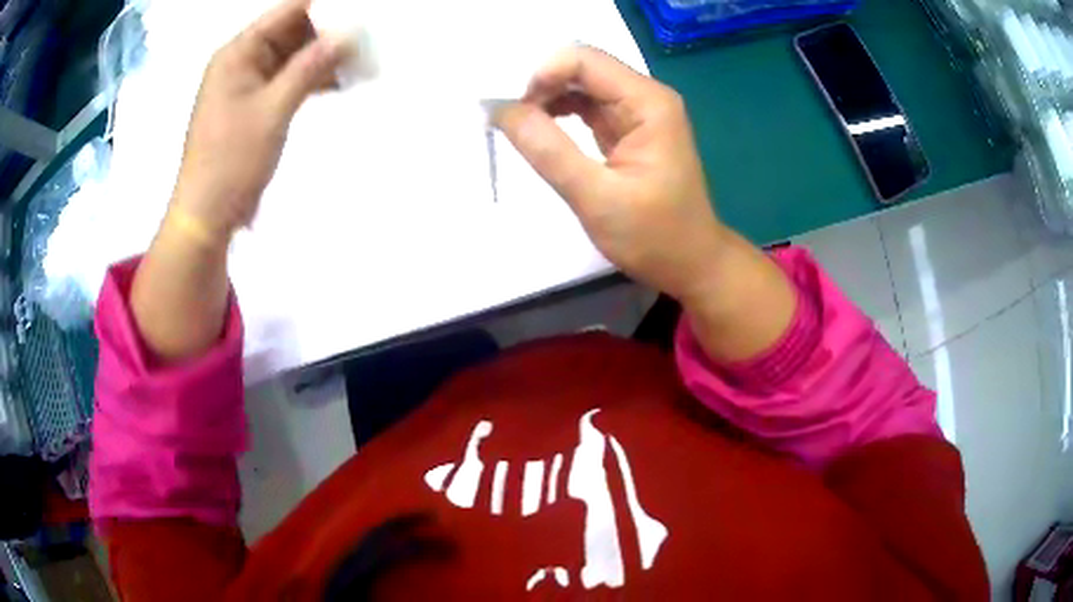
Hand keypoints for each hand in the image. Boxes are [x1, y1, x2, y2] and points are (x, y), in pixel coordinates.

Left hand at [170, 0, 346, 243]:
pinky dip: (312, 79)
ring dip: (323, 57)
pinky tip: (340, 82)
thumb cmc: (231, 160)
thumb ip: (310, 67)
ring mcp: (248, 85)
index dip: (323, 6)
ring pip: (293, 57)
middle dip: (328, 32)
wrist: (208, 214)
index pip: (286, 12)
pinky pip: (289, 80)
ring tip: (361, 58)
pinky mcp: (255, 106)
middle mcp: (242, 62)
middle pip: (291, 32)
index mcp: (237, 54)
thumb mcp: (273, 109)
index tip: (359, 9)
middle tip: (367, 34)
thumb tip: (346, 34)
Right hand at [494, 46, 726, 302]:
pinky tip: (543, 134)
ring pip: (582, 86)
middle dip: (542, 86)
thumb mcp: (596, 197)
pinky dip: (561, 114)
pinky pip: (588, 108)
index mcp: (648, 102)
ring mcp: (640, 112)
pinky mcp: (630, 130)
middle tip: (512, 122)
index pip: (584, 60)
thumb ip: (548, 150)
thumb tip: (502, 110)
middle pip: (582, 68)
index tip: (515, 112)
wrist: (692, 263)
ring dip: (548, 100)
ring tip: (522, 129)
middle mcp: (646, 97)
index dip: (542, 75)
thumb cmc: (654, 236)